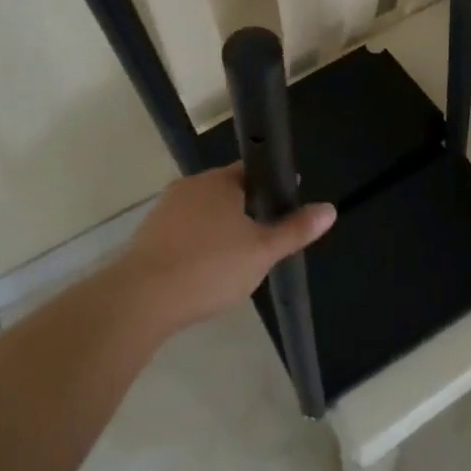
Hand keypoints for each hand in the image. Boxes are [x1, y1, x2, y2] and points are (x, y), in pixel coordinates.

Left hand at [116, 164, 335, 331]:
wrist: (140, 299)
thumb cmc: (209, 267)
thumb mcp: (262, 251)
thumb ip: (295, 230)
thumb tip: (330, 209)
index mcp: (220, 181)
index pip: (253, 171)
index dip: (272, 186)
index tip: (286, 204)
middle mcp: (190, 186)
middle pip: (227, 191)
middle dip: (246, 211)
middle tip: (263, 241)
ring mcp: (165, 210)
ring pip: (203, 213)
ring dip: (219, 229)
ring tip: (234, 261)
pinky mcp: (148, 236)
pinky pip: (183, 233)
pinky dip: (196, 246)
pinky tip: (203, 272)